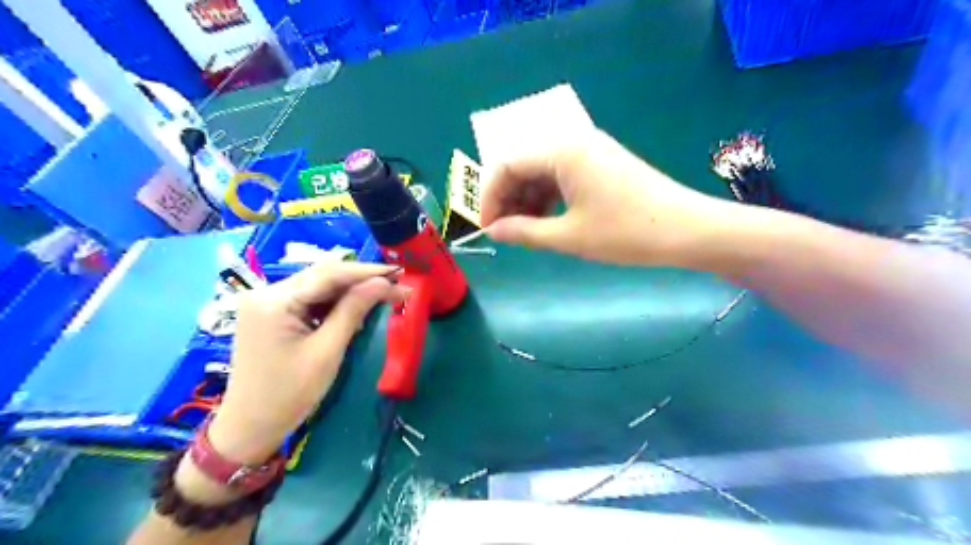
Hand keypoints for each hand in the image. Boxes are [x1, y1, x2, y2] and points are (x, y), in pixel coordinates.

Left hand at [207, 262, 403, 461]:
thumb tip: (383, 283)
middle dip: (362, 281)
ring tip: (384, 297)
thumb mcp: (327, 351)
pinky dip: (334, 305)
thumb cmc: (289, 394)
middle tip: (397, 286)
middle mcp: (266, 293)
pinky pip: (310, 300)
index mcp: (274, 301)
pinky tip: (356, 311)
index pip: (329, 274)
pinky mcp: (271, 314)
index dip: (368, 272)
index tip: (400, 273)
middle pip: (324, 277)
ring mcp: (267, 303)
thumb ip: (354, 310)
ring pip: (319, 287)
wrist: (250, 428)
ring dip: (351, 292)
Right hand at [482, 130, 740, 268]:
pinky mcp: (602, 164)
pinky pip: (563, 176)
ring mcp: (590, 151)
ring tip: (526, 230)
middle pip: (524, 164)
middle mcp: (573, 141)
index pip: (507, 165)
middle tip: (506, 232)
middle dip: (509, 198)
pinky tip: (548, 220)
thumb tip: (493, 231)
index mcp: (562, 151)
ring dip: (528, 199)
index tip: (489, 228)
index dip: (490, 197)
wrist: (687, 230)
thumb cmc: (626, 232)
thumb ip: (524, 232)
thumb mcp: (569, 236)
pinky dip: (549, 197)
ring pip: (543, 171)